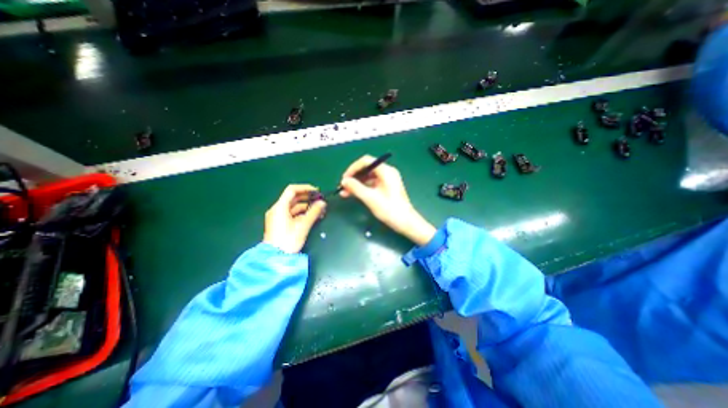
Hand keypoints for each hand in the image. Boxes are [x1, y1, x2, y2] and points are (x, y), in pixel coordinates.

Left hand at [265, 183, 326, 251]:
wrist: (276, 258)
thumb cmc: (288, 240)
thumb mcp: (303, 225)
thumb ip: (314, 212)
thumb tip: (322, 203)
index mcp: (280, 207)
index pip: (292, 190)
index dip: (305, 188)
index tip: (317, 191)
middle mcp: (277, 209)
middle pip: (293, 198)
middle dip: (308, 198)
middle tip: (320, 200)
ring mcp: (278, 217)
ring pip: (294, 207)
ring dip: (307, 206)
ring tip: (320, 209)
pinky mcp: (281, 224)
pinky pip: (293, 214)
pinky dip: (302, 213)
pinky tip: (312, 216)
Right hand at [339, 154, 433, 245]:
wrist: (405, 222)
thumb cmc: (389, 209)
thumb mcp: (370, 198)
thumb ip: (356, 188)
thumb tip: (344, 181)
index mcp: (386, 171)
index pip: (366, 161)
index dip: (353, 168)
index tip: (344, 179)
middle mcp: (387, 172)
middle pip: (366, 169)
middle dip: (354, 177)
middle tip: (343, 187)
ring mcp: (387, 180)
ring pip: (368, 177)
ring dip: (356, 184)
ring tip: (345, 193)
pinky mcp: (387, 188)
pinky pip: (372, 184)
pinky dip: (363, 188)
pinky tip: (354, 195)